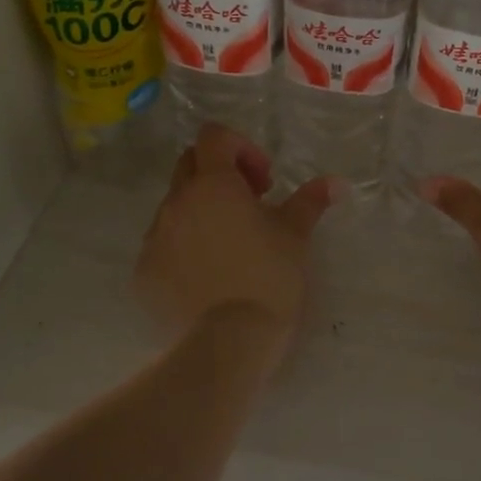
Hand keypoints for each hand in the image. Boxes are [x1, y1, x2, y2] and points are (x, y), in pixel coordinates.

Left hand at [134, 124, 337, 343]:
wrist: (227, 345)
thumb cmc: (268, 279)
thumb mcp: (296, 236)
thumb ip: (311, 201)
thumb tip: (336, 183)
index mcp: (213, 185)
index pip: (213, 136)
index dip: (240, 147)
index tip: (264, 181)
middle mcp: (177, 202)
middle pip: (190, 164)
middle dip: (219, 174)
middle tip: (250, 205)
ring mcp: (155, 238)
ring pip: (175, 206)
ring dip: (201, 211)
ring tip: (230, 245)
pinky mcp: (143, 272)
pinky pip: (162, 245)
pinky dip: (184, 247)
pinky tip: (209, 276)